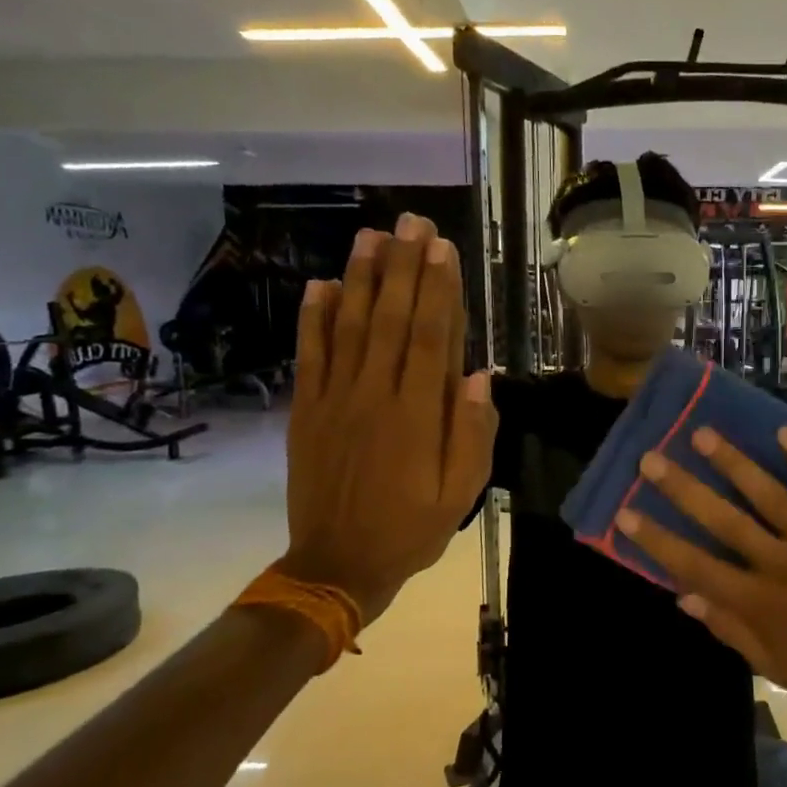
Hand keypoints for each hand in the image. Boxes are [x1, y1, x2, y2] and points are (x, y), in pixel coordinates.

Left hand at [282, 214, 495, 622]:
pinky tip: (320, 285)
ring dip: (360, 279)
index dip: (438, 290)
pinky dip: (313, 319)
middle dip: (403, 267)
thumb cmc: (410, 529)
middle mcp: (375, 396)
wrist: (336, 565)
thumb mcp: (460, 493)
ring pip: (348, 327)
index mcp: (417, 416)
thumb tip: (481, 378)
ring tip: (372, 236)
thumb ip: (473, 435)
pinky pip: (310, 356)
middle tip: (410, 222)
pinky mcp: (306, 411)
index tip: (442, 248)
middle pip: (390, 320)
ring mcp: (335, 400)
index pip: (430, 338)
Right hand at [615, 425, 786, 722]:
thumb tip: (684, 597)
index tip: (626, 513)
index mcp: (759, 603)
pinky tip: (785, 433)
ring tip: (703, 434)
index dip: (657, 539)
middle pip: (724, 520)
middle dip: (683, 489)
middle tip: (652, 459)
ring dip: (734, 463)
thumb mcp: (776, 668)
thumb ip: (730, 630)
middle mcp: (783, 565)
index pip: (695, 565)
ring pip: (770, 495)